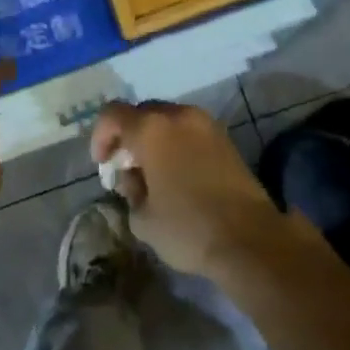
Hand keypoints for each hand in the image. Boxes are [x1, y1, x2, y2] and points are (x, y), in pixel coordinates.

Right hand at [89, 100, 288, 278]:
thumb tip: (134, 177)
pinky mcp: (224, 136)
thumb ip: (130, 189)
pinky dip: (176, 142)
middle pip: (142, 112)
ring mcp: (205, 123)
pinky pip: (189, 129)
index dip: (101, 136)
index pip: (112, 114)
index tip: (103, 164)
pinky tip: (178, 172)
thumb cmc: (188, 227)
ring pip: (168, 118)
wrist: (249, 237)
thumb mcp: (143, 218)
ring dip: (154, 137)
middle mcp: (178, 115)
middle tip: (126, 167)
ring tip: (153, 171)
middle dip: (128, 135)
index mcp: (151, 129)